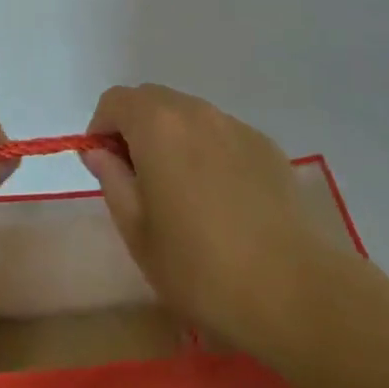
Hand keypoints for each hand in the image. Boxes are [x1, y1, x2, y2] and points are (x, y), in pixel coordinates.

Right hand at [81, 83, 329, 357]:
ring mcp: (236, 125)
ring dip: (173, 139)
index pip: (115, 100)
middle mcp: (197, 111)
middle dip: (135, 129)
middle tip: (138, 181)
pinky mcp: (265, 145)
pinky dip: (208, 151)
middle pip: (153, 100)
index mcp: (158, 125)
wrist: (288, 287)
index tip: (106, 168)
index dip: (101, 129)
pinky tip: (221, 200)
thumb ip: (112, 179)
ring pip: (190, 115)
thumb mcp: (137, 232)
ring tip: (181, 194)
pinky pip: (222, 134)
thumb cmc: (198, 267)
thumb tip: (99, 151)